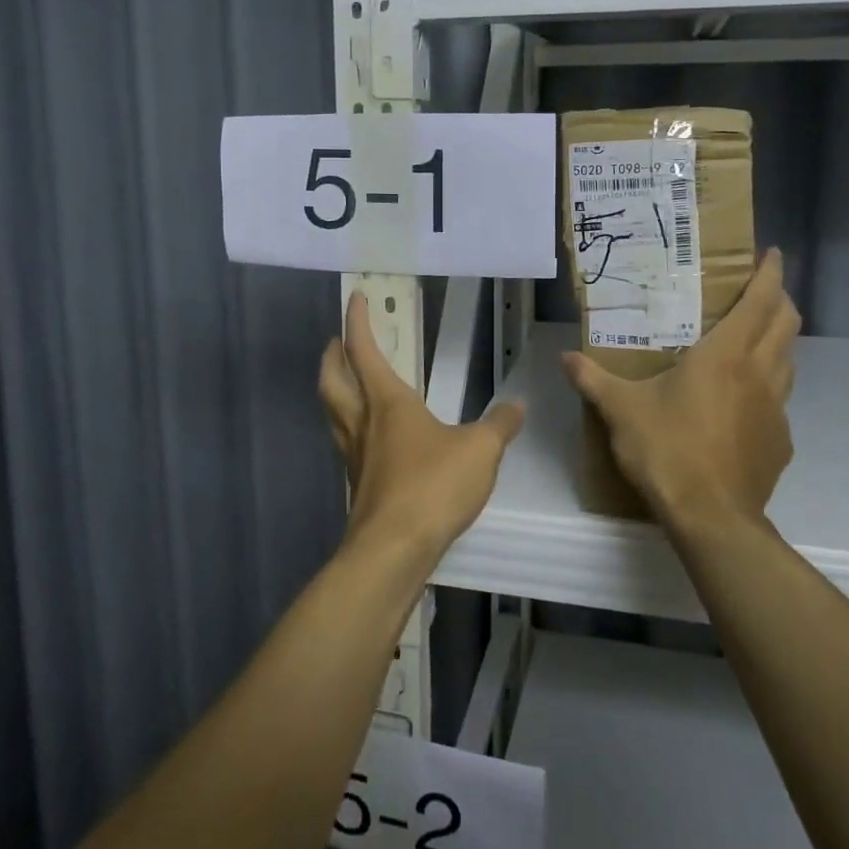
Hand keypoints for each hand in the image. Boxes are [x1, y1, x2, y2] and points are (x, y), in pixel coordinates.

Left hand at [319, 292, 525, 566]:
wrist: (393, 550)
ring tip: (352, 387)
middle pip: (332, 381)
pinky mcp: (359, 488)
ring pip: (334, 414)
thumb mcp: (480, 450)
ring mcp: (355, 458)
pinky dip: (354, 430)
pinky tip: (375, 442)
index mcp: (387, 402)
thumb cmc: (433, 486)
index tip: (355, 298)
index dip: (357, 322)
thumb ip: (499, 426)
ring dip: (337, 393)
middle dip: (331, 357)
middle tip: (336, 343)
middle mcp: (363, 424)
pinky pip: (349, 446)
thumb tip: (516, 407)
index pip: (363, 350)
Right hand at [562, 249, 800, 534]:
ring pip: (789, 361)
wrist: (712, 518)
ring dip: (777, 343)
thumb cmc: (667, 450)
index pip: (760, 301)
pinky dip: (768, 390)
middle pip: (786, 324)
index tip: (773, 253)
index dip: (770, 273)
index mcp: (726, 355)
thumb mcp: (621, 411)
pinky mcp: (780, 442)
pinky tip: (742, 406)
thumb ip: (592, 379)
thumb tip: (566, 357)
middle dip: (780, 300)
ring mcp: (776, 410)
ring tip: (753, 342)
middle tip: (761, 293)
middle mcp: (760, 374)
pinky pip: (780, 403)